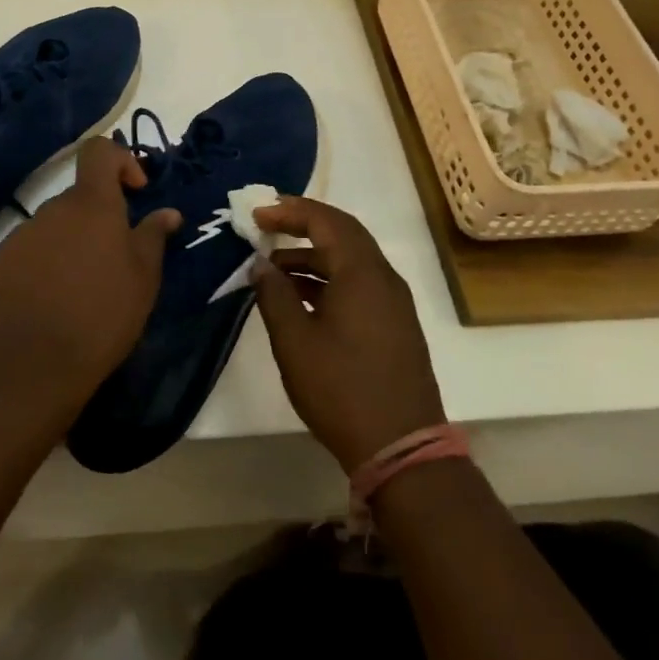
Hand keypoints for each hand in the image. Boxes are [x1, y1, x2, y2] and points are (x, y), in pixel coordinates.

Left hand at [0, 137, 180, 410]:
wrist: (33, 365)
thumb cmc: (102, 316)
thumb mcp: (143, 278)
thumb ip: (153, 236)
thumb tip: (167, 212)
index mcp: (91, 205)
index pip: (99, 151)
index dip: (120, 160)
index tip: (135, 192)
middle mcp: (53, 209)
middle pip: (80, 196)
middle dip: (100, 217)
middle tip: (115, 258)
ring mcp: (22, 234)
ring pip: (56, 224)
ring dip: (72, 241)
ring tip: (83, 287)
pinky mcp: (0, 261)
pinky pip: (32, 248)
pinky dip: (46, 261)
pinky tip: (53, 299)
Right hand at [251, 197, 445, 472]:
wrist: (401, 448)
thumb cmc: (341, 389)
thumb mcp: (295, 342)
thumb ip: (274, 295)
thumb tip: (260, 264)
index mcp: (361, 273)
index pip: (326, 220)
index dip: (289, 211)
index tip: (257, 214)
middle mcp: (383, 278)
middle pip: (343, 233)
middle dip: (303, 224)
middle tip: (266, 225)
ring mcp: (393, 302)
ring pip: (350, 260)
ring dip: (312, 256)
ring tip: (273, 270)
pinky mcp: (394, 324)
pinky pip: (358, 283)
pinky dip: (328, 279)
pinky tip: (301, 299)